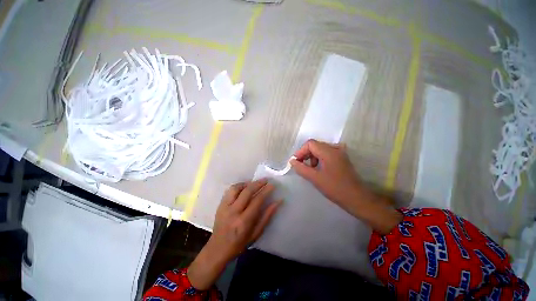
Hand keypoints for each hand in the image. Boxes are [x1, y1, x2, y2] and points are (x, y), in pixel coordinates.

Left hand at [188, 180, 281, 289]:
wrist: (217, 249)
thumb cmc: (239, 244)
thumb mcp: (256, 233)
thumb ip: (267, 216)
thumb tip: (278, 202)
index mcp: (243, 221)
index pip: (257, 201)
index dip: (266, 191)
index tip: (272, 185)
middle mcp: (233, 211)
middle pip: (247, 191)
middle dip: (258, 183)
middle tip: (266, 180)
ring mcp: (224, 207)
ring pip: (236, 188)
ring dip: (247, 183)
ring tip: (254, 183)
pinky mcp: (220, 205)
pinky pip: (229, 190)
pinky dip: (238, 186)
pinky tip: (244, 187)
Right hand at [290, 139, 362, 209]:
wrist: (356, 198)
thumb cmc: (335, 188)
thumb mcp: (315, 178)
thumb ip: (301, 168)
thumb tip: (292, 161)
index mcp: (329, 151)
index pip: (310, 144)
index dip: (301, 151)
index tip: (296, 162)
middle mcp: (335, 148)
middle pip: (315, 145)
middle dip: (306, 154)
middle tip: (302, 166)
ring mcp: (340, 152)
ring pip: (321, 149)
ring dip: (313, 157)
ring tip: (311, 169)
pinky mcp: (342, 158)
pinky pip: (327, 153)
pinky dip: (320, 158)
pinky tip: (319, 167)